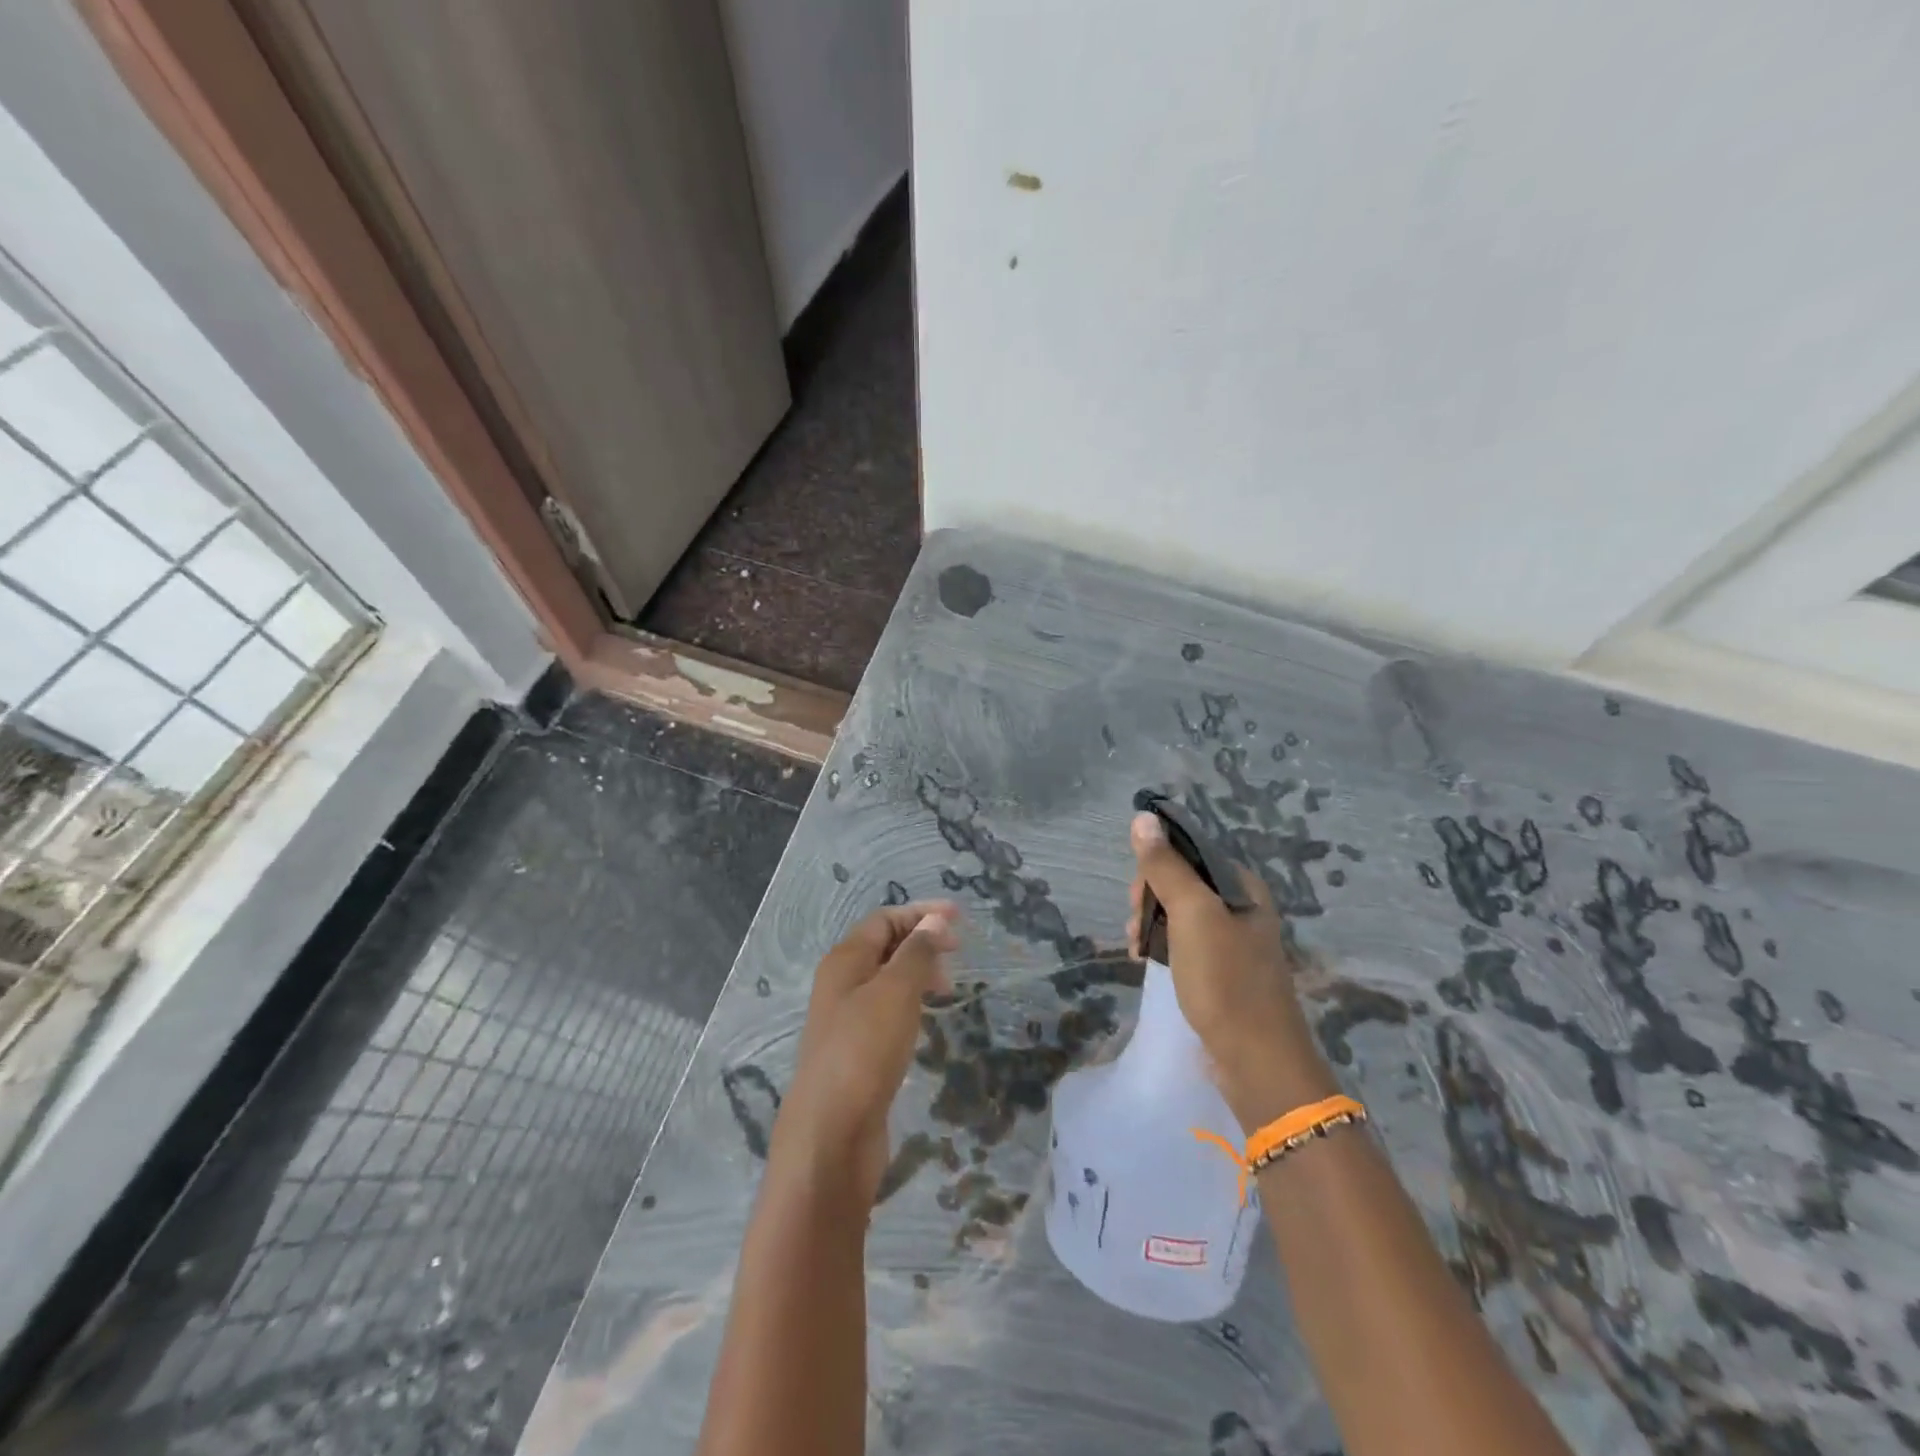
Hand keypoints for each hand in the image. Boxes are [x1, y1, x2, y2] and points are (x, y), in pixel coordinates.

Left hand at [773, 901, 959, 1205]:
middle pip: (883, 946)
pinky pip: (886, 1011)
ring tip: (947, 987)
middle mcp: (841, 983)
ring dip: (917, 973)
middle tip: (957, 954)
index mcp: (844, 960)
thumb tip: (934, 920)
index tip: (960, 918)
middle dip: (921, 941)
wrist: (831, 1134)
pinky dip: (910, 1003)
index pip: (884, 919)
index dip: (921, 913)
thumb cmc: (864, 1050)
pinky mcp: (856, 1051)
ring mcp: (846, 1019)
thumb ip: (916, 953)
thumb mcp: (895, 992)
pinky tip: (926, 1019)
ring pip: (886, 980)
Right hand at [1124, 812, 1336, 1127]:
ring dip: (1150, 922)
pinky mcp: (1222, 971)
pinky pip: (1184, 942)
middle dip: (1150, 897)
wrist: (1257, 1062)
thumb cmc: (1226, 980)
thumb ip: (1165, 866)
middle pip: (1182, 881)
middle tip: (1135, 925)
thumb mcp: (1191, 914)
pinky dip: (1162, 945)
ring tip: (1135, 947)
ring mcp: (1233, 941)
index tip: (1137, 895)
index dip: (1156, 865)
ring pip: (1179, 913)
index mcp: (1242, 886)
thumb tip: (1142, 817)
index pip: (1189, 852)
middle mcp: (1241, 907)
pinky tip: (1145, 959)